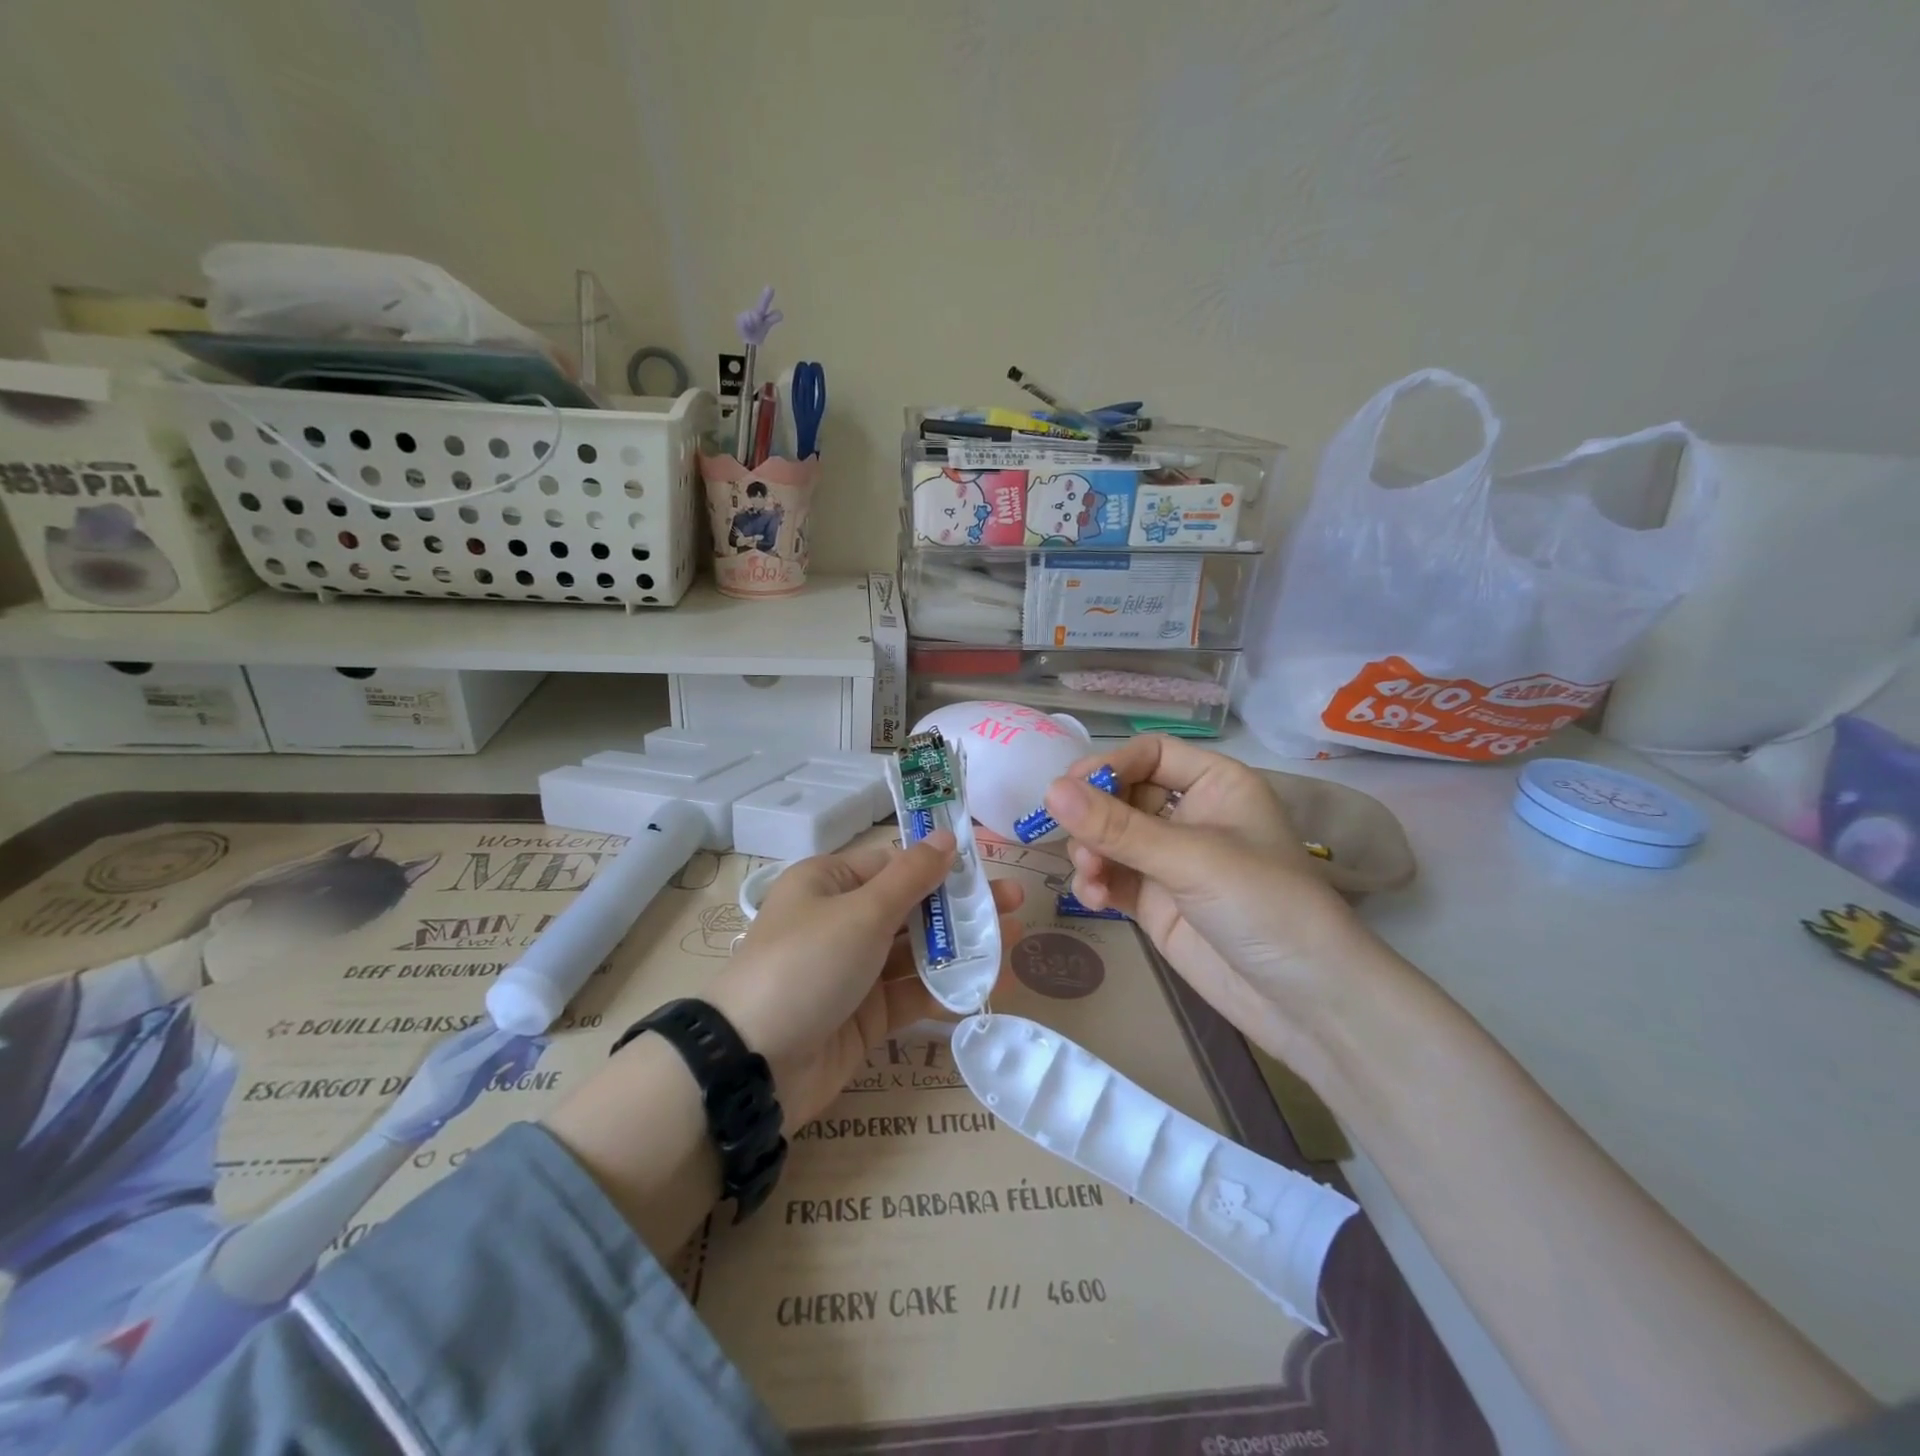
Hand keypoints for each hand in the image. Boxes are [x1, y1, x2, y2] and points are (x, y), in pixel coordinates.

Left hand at [378, 1021, 546, 1144]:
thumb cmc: (432, 1094)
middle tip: (534, 1060)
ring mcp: (476, 1062)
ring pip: (507, 1051)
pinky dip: (512, 1070)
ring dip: (520, 1059)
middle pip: (506, 1037)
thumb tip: (517, 1025)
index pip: (499, 1024)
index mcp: (465, 1039)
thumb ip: (488, 1047)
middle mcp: (473, 1046)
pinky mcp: (479, 1077)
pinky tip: (513, 1080)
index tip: (540, 1034)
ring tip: (523, 1073)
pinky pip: (503, 1066)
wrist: (409, 1128)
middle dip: (523, 1045)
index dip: (519, 1026)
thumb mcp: (460, 1069)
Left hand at [709, 832, 1025, 1130]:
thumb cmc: (807, 965)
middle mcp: (842, 922)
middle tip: (1016, 903)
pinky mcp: (865, 1016)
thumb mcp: (862, 913)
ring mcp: (854, 971)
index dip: (940, 864)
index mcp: (830, 883)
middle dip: (962, 907)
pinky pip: (912, 993)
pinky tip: (988, 985)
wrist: (753, 1065)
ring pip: (917, 952)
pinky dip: (946, 989)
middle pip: (912, 907)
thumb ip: (912, 878)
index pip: (894, 864)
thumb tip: (945, 837)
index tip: (987, 867)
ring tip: (1014, 943)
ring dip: (962, 948)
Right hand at [1045, 735, 1384, 1066]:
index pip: (1150, 754)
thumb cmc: (1265, 906)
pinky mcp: (1155, 902)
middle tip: (1076, 842)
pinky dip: (1096, 884)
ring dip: (1090, 853)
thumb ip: (1118, 827)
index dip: (1110, 765)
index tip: (1069, 789)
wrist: (1307, 1003)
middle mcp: (1191, 815)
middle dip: (1094, 817)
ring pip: (1110, 839)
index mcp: (1215, 784)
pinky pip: (1111, 877)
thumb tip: (1050, 790)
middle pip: (1122, 795)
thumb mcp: (1192, 860)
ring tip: (1091, 878)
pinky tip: (1095, 900)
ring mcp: (1171, 861)